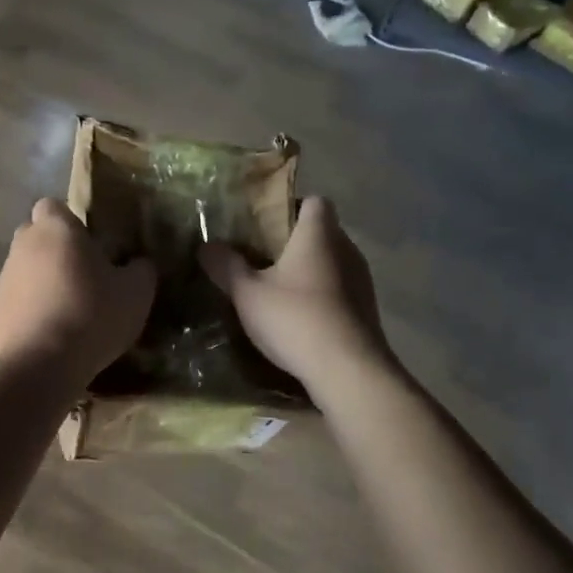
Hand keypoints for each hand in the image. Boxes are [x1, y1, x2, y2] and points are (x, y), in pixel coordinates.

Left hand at [0, 199, 156, 384]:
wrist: (43, 365)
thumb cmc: (92, 315)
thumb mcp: (137, 292)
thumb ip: (141, 269)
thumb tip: (138, 262)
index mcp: (56, 230)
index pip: (52, 206)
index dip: (69, 221)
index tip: (88, 244)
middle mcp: (22, 246)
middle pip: (34, 237)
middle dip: (53, 250)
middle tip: (81, 277)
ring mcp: (2, 280)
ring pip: (22, 271)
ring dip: (40, 284)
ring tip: (66, 313)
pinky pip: (13, 304)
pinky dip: (27, 314)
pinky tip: (47, 337)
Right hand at [199, 197, 391, 394]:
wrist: (349, 371)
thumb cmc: (296, 319)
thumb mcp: (248, 294)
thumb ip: (226, 266)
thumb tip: (206, 245)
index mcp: (319, 234)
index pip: (315, 201)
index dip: (291, 206)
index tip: (265, 224)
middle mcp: (346, 249)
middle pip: (322, 231)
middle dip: (294, 241)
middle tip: (261, 258)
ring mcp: (361, 280)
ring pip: (332, 262)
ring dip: (308, 270)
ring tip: (278, 290)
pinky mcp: (366, 310)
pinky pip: (340, 289)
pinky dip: (321, 295)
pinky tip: (300, 318)